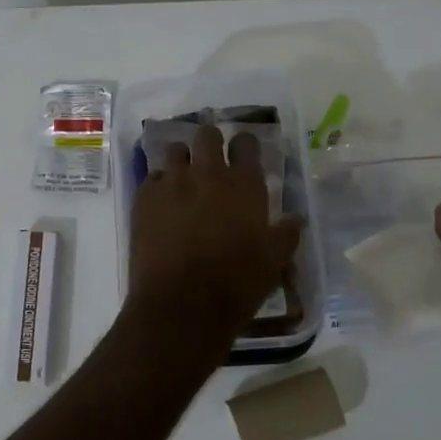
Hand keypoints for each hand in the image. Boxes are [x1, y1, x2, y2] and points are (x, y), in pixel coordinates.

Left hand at [129, 124, 304, 337]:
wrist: (180, 304)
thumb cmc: (235, 284)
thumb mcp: (274, 263)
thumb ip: (286, 234)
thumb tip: (296, 219)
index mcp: (243, 185)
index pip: (246, 143)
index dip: (245, 145)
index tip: (243, 154)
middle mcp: (207, 174)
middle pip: (206, 135)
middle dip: (210, 142)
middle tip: (211, 160)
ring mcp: (172, 183)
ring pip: (175, 151)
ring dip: (182, 160)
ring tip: (184, 180)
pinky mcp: (144, 198)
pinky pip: (152, 178)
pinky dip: (159, 185)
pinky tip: (162, 204)